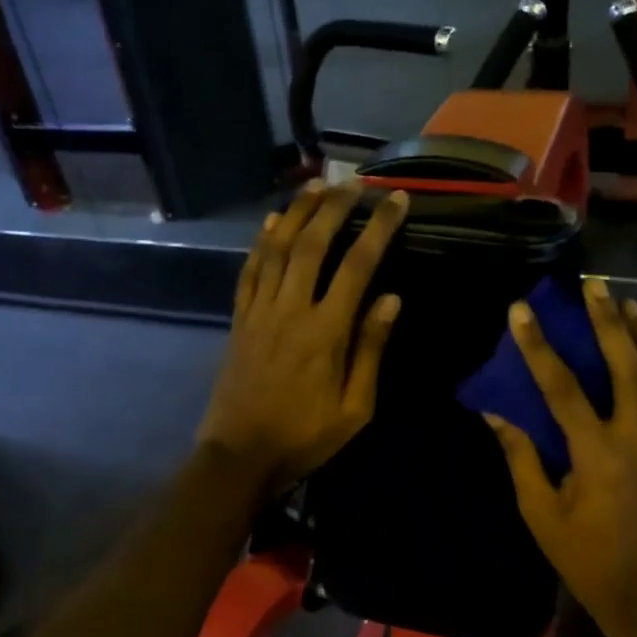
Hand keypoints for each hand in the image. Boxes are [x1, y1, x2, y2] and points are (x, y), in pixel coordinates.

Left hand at [197, 182, 408, 493]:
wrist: (240, 455)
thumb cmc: (305, 437)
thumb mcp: (355, 408)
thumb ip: (371, 349)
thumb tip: (391, 298)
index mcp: (326, 332)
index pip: (358, 266)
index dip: (380, 228)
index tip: (397, 200)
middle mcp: (291, 309)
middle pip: (313, 244)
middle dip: (335, 207)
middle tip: (354, 181)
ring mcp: (259, 311)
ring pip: (277, 249)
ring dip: (297, 213)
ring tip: (316, 185)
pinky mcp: (239, 320)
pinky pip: (249, 271)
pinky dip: (261, 242)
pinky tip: (272, 222)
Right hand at [483, 278, 636, 636]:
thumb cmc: (582, 555)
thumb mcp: (540, 511)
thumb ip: (520, 458)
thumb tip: (495, 414)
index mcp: (596, 455)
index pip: (563, 389)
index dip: (539, 348)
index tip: (521, 312)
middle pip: (628, 368)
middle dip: (609, 323)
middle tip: (594, 286)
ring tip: (630, 305)